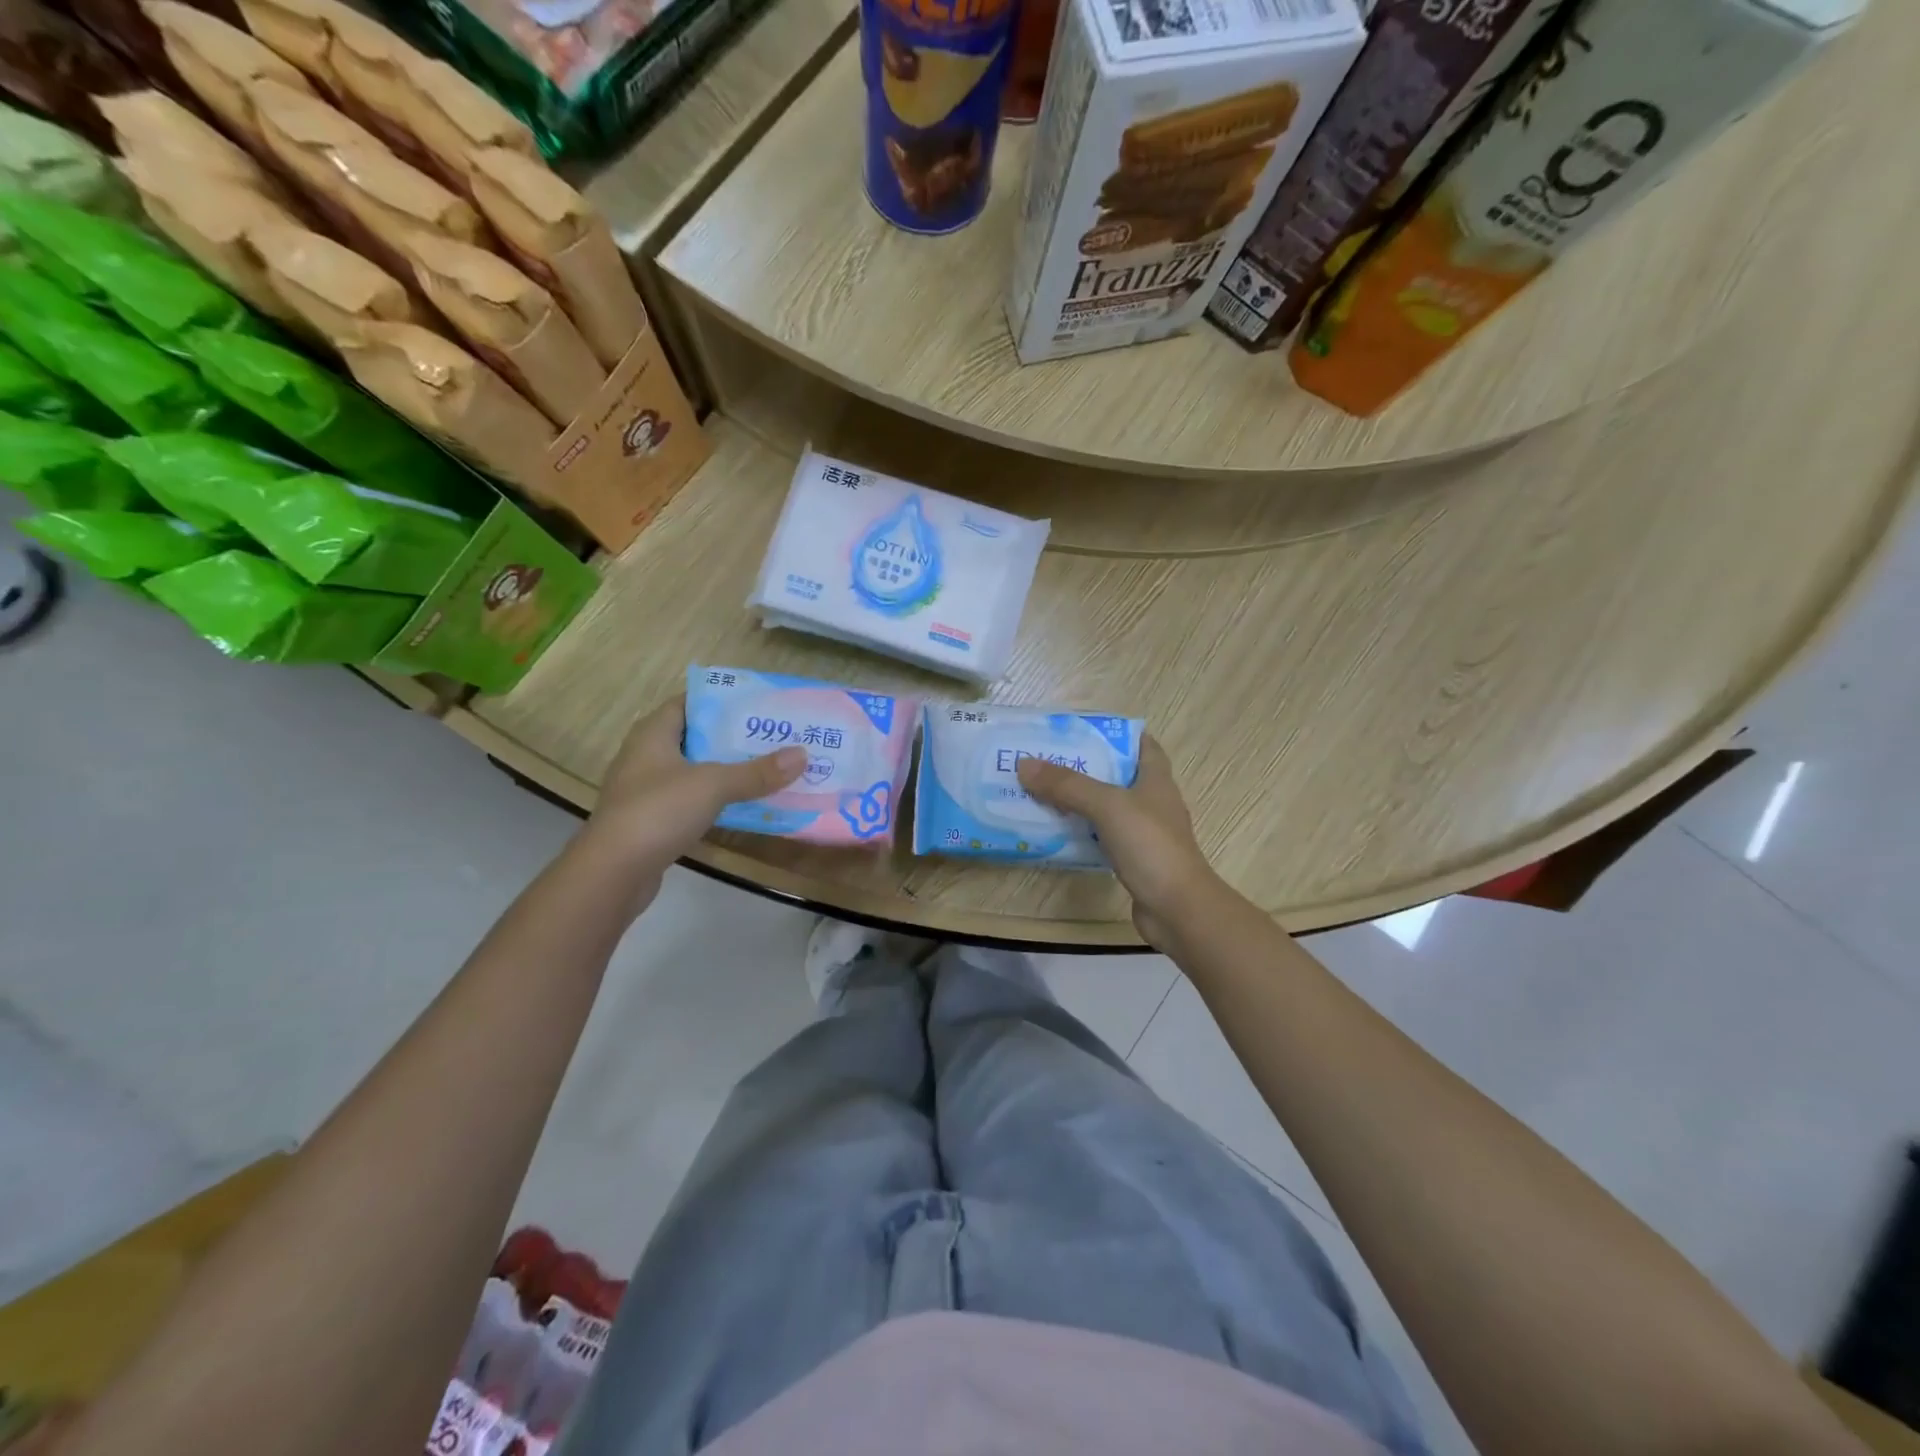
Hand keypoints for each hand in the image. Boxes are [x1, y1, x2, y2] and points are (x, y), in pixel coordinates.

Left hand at [586, 696, 804, 878]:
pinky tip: (745, 802)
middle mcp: (646, 756)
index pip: (688, 702)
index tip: (758, 703)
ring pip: (695, 770)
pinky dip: (717, 798)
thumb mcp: (713, 785)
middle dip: (733, 736)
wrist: (613, 872)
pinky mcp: (653, 820)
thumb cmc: (658, 812)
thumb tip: (802, 755)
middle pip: (695, 736)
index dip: (721, 699)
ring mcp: (647, 790)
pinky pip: (692, 799)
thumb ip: (757, 771)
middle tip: (773, 735)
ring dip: (727, 769)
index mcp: (653, 734)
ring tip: (768, 766)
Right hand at [1016, 736, 1219, 946]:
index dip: (1115, 734)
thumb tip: (1024, 764)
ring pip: (1106, 809)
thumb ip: (1067, 785)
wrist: (1177, 908)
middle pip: (1116, 776)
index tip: (1079, 731)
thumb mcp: (1107, 805)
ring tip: (1040, 792)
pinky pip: (1101, 837)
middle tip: (1045, 761)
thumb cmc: (1150, 846)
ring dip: (1078, 802)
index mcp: (1156, 779)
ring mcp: (1144, 833)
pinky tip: (1054, 832)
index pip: (1142, 744)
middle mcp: (1152, 802)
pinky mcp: (1133, 860)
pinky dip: (1080, 832)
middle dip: (1084, 767)